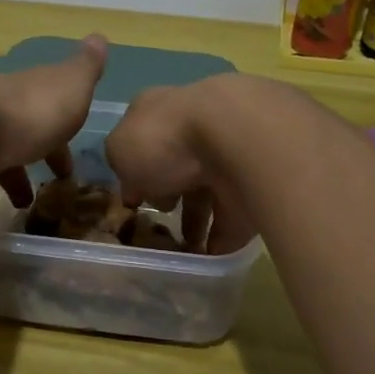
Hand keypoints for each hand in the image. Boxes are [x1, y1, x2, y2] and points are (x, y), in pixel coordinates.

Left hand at [0, 35, 108, 227]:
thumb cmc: (27, 110)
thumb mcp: (69, 85)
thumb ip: (85, 67)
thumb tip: (99, 37)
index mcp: (18, 97)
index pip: (38, 115)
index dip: (55, 142)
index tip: (66, 171)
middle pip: (5, 141)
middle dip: (21, 169)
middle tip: (35, 198)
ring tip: (16, 217)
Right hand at [105, 75, 258, 254]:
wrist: (235, 138)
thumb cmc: (164, 138)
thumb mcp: (120, 149)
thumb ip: (121, 165)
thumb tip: (136, 185)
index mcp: (160, 113)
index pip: (144, 142)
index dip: (135, 172)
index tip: (133, 201)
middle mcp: (195, 128)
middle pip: (177, 168)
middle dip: (169, 198)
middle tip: (160, 225)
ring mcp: (227, 155)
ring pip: (207, 193)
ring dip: (195, 223)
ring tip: (183, 250)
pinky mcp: (254, 184)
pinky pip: (233, 216)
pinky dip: (221, 238)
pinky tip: (207, 260)